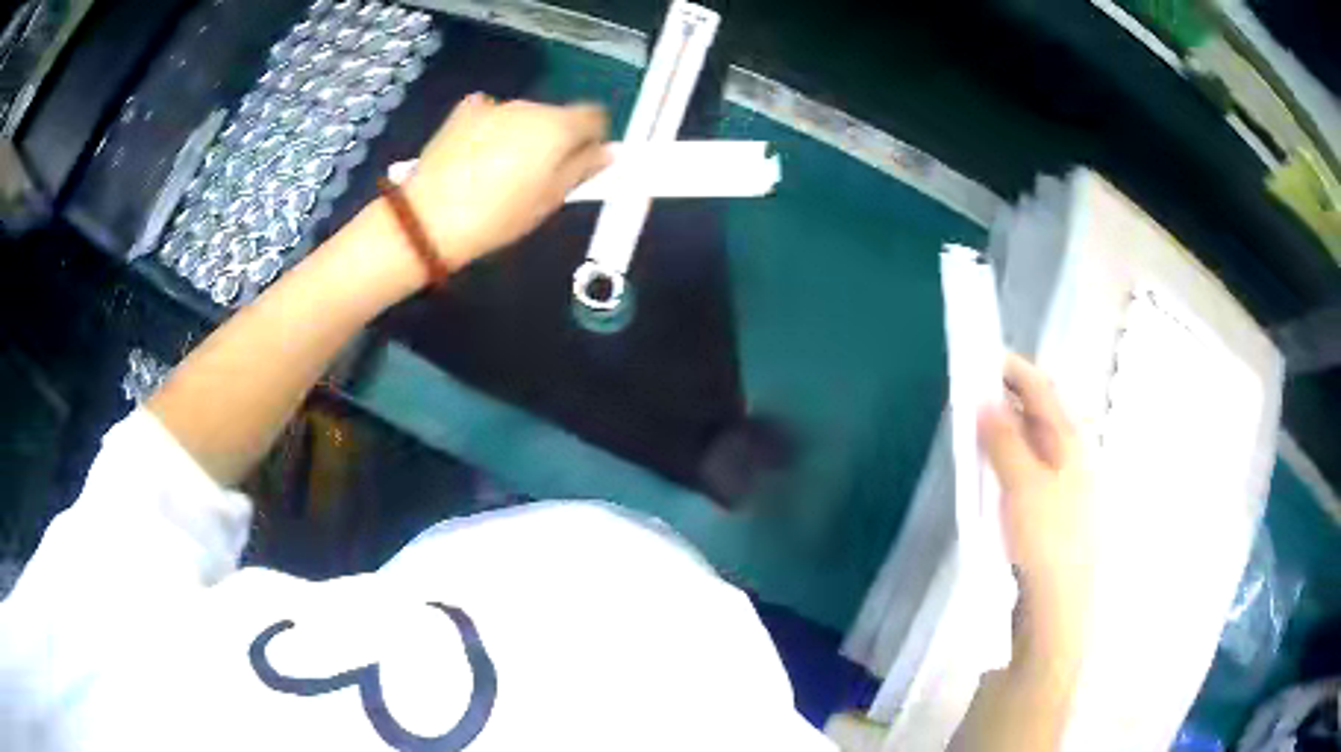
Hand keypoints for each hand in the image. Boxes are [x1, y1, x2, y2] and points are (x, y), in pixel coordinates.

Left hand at [403, 94, 609, 268]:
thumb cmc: (499, 216)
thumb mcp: (550, 200)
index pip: (595, 116)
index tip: (579, 164)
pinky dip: (493, 127)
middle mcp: (530, 106)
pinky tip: (477, 153)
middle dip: (554, 138)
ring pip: (524, 115)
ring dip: (522, 133)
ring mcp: (494, 105)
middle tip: (536, 175)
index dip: (592, 138)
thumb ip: (584, 169)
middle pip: (556, 115)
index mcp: (558, 126)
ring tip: (499, 170)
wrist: (430, 219)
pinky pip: (491, 112)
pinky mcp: (463, 111)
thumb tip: (609, 151)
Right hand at [979, 354, 1092, 645]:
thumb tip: (985, 401)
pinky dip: (1009, 456)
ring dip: (1006, 428)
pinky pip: (1029, 467)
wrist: (1059, 600)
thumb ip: (1004, 440)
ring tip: (978, 426)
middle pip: (1040, 411)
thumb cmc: (1046, 537)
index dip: (1014, 368)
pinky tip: (993, 468)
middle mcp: (1072, 452)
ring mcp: (1064, 480)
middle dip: (1008, 396)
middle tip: (972, 392)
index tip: (982, 355)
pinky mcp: (1052, 505)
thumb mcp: (1022, 483)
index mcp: (1071, 439)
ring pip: (1033, 441)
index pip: (1042, 388)